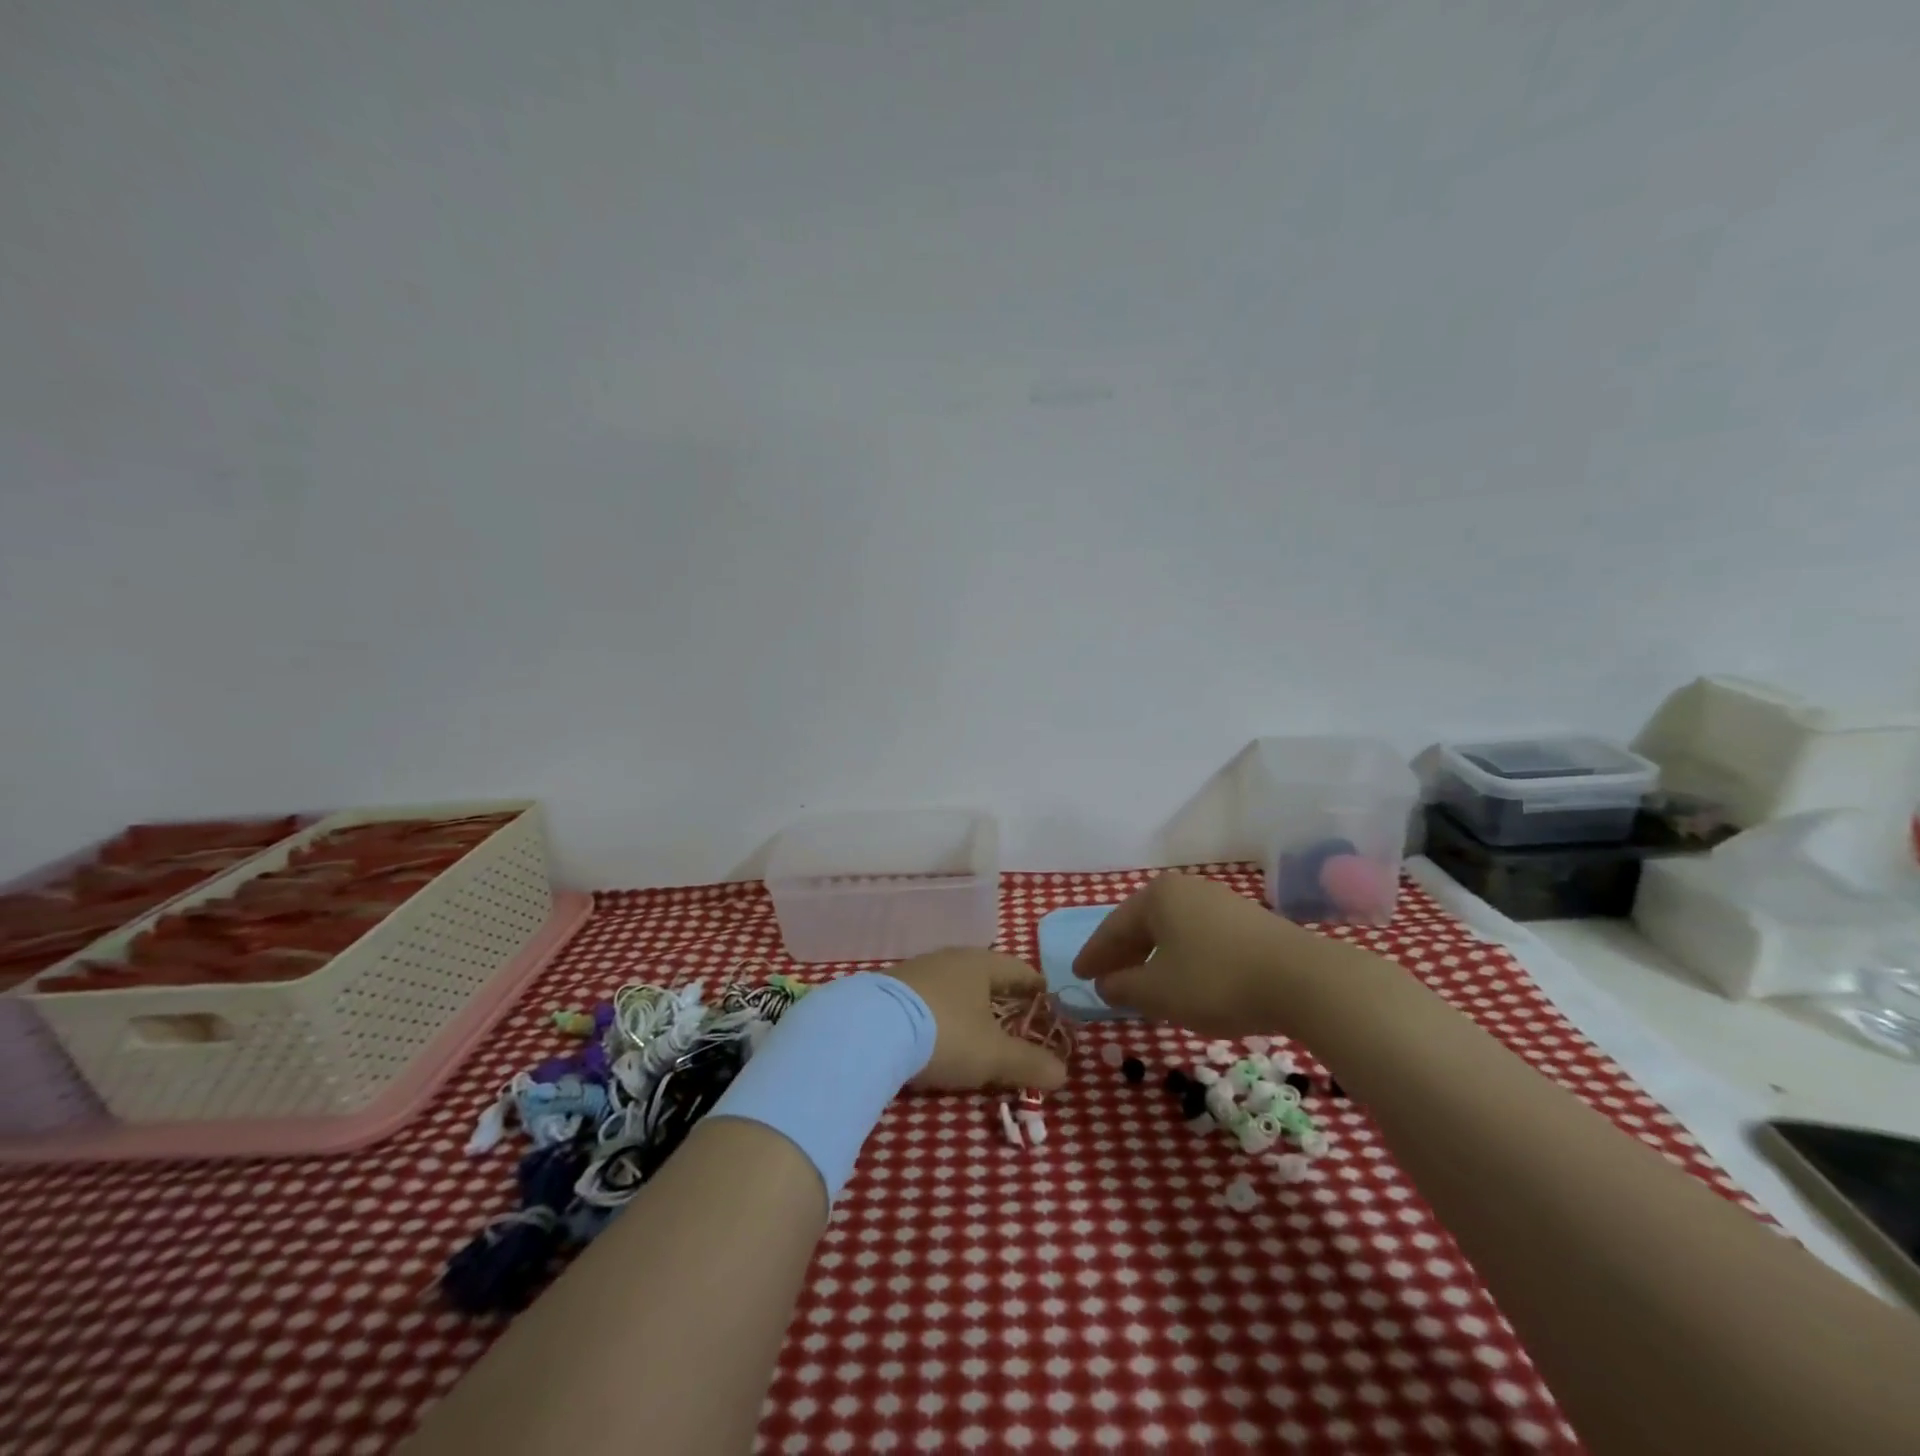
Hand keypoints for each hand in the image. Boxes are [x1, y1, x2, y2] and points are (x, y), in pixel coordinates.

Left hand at [883, 949, 1068, 1092]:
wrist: (868, 1030)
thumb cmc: (945, 1033)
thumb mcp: (993, 1055)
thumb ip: (1030, 1063)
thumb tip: (1063, 1073)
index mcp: (981, 963)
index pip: (1020, 970)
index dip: (1037, 989)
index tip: (1048, 1005)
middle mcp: (950, 958)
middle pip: (986, 975)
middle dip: (1002, 999)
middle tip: (1016, 1023)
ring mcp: (917, 970)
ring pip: (954, 986)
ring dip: (968, 1006)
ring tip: (976, 1031)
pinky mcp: (890, 989)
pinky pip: (928, 998)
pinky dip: (941, 1013)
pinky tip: (936, 1034)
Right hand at [1072, 873, 1366, 1037]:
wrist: (1304, 982)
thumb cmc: (1217, 981)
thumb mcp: (1158, 992)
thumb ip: (1123, 987)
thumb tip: (1105, 984)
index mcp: (1158, 897)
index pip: (1113, 927)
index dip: (1094, 955)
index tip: (1078, 974)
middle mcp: (1186, 890)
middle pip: (1142, 924)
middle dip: (1122, 954)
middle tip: (1103, 979)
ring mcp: (1219, 902)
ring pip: (1171, 931)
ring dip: (1152, 957)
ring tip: (1141, 983)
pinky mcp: (1247, 922)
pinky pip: (1198, 938)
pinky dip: (1181, 958)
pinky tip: (1183, 980)